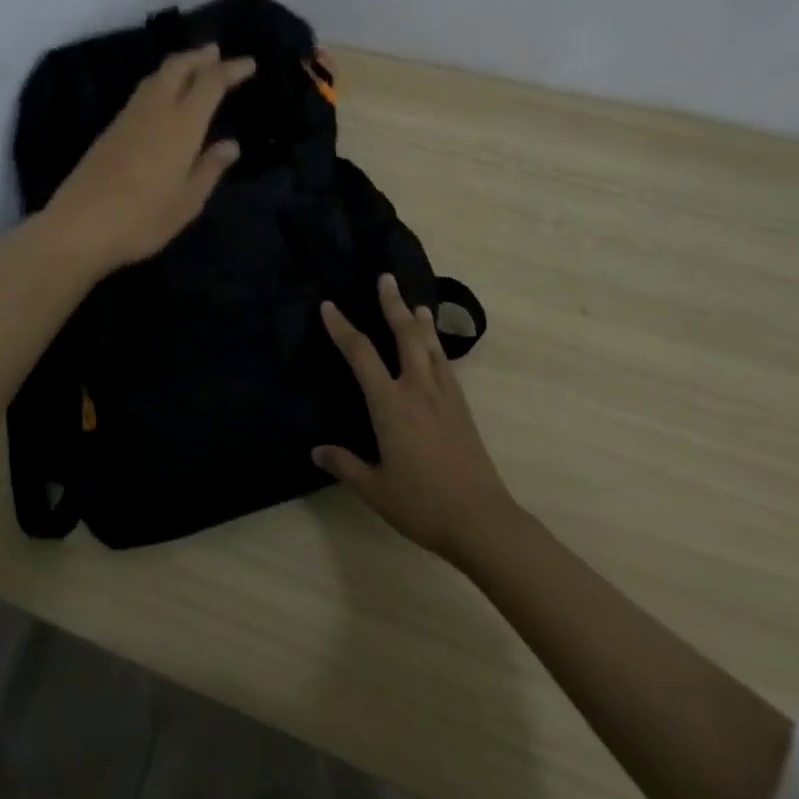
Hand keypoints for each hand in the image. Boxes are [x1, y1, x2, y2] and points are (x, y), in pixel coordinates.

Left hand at [43, 44, 255, 272]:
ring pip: (156, 77)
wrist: (79, 226)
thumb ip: (210, 169)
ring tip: (193, 67)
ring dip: (178, 65)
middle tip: (216, 52)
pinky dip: (160, 83)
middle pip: (177, 67)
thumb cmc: (143, 219)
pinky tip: (164, 96)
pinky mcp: (110, 129)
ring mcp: (128, 118)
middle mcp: (155, 111)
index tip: (249, 64)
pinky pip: (142, 93)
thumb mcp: (187, 202)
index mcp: (181, 125)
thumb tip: (230, 145)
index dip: (230, 69)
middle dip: (199, 56)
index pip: (210, 83)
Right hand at [313, 274, 516, 561]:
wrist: (481, 520)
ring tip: (415, 304)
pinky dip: (437, 346)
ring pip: (431, 346)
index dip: (343, 328)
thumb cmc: (422, 504)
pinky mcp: (462, 408)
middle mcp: (417, 390)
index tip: (329, 306)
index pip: (361, 355)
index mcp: (390, 405)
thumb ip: (345, 465)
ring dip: (420, 321)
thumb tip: (317, 451)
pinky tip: (436, 348)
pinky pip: (446, 365)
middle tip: (386, 278)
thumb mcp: (375, 489)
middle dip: (393, 305)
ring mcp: (444, 396)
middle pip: (405, 336)